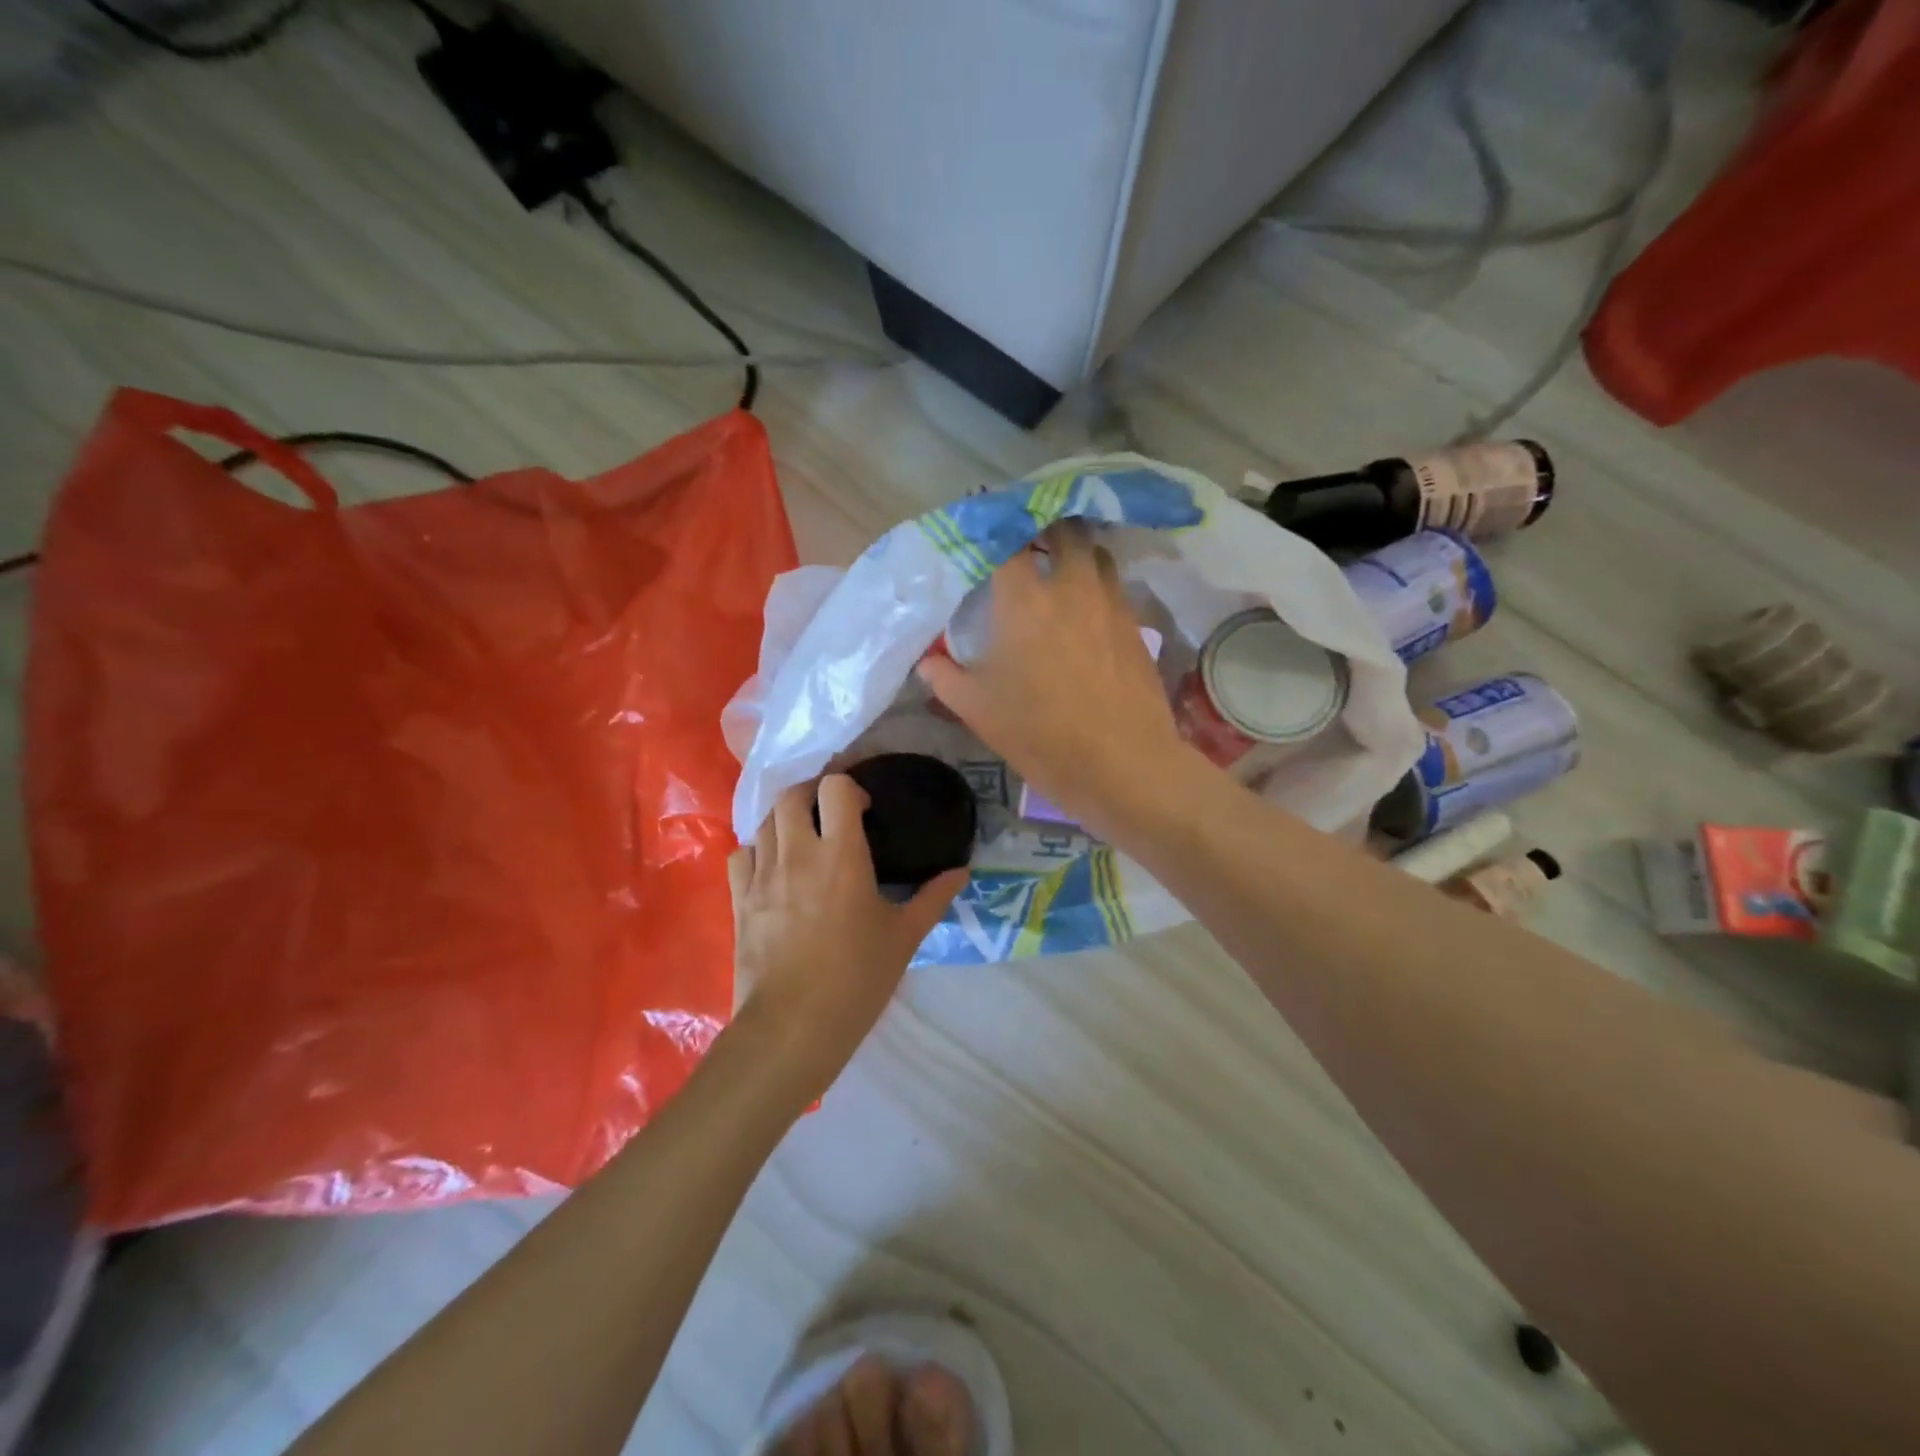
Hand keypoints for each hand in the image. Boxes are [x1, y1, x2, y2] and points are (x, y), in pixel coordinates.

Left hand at [728, 776, 967, 1100]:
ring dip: (787, 818)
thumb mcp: (904, 937)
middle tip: (832, 816)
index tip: (864, 811)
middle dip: (814, 794)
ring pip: (765, 820)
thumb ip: (933, 898)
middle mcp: (797, 853)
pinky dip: (757, 848)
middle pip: (793, 794)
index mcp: (840, 854)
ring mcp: (762, 875)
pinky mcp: (739, 899)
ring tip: (806, 838)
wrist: (793, 1027)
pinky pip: (742, 852)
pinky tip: (773, 866)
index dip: (851, 788)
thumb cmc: (856, 979)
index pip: (835, 789)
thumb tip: (962, 872)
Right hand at [917, 523, 1191, 837]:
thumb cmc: (1041, 734)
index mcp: (1025, 598)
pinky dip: (1097, 583)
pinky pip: (1114, 586)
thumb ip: (945, 678)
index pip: (1006, 539)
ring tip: (1059, 568)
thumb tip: (927, 662)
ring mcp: (1110, 603)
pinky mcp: (1135, 625)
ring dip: (1076, 552)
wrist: (1122, 764)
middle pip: (1062, 530)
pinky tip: (1086, 610)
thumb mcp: (979, 710)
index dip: (992, 527)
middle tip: (1025, 541)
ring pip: (1096, 553)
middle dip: (1042, 527)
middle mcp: (1071, 585)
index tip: (981, 528)